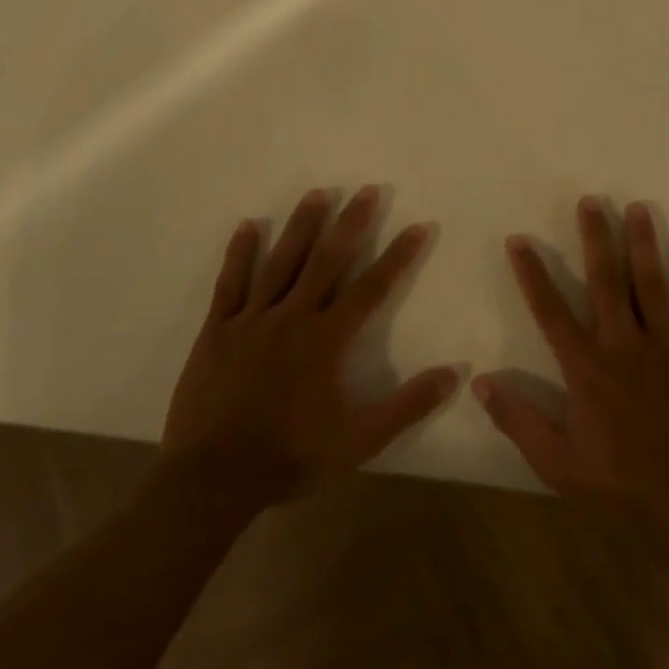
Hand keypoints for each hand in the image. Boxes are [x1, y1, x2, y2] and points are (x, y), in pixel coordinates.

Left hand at [160, 186, 458, 508]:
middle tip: (366, 190)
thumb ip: (407, 406)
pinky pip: (230, 283)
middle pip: (326, 261)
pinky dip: (240, 253)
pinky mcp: (218, 330)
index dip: (398, 256)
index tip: (418, 226)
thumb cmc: (291, 458)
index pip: (371, 288)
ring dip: (300, 226)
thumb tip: (454, 374)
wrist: (213, 478)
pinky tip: (248, 226)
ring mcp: (251, 320)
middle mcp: (292, 317)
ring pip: (280, 262)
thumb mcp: (360, 441)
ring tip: (317, 194)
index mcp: (326, 340)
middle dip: (350, 223)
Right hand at [474, 196, 668, 533]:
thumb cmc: (620, 485)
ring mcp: (667, 348)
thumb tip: (481, 381)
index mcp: (586, 369)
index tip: (519, 241)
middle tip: (590, 201)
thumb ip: (518, 420)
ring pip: (653, 285)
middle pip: (606, 282)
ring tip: (638, 207)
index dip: (532, 275)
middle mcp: (624, 346)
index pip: (551, 311)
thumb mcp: (557, 463)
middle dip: (596, 238)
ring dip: (644, 244)